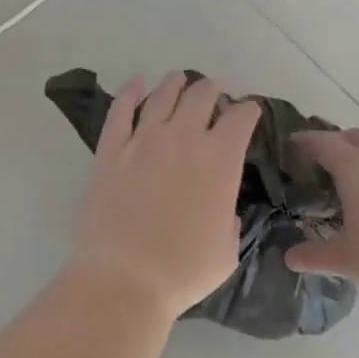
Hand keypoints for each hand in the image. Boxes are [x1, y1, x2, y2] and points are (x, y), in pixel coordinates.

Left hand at [67, 72, 260, 318]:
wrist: (124, 277)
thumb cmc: (184, 271)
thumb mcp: (228, 248)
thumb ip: (229, 217)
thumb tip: (222, 206)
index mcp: (220, 160)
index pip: (241, 118)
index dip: (248, 110)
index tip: (248, 112)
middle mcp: (183, 138)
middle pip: (201, 95)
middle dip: (213, 91)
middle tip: (214, 94)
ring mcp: (142, 140)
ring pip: (162, 95)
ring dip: (176, 84)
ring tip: (180, 80)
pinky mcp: (109, 150)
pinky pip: (120, 110)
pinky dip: (130, 92)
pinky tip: (137, 82)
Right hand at [285, 128, 358, 317]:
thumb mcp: (348, 261)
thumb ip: (315, 256)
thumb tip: (289, 258)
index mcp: (355, 168)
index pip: (322, 143)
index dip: (304, 141)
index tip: (292, 145)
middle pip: (355, 137)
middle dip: (336, 144)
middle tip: (322, 164)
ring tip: (356, 184)